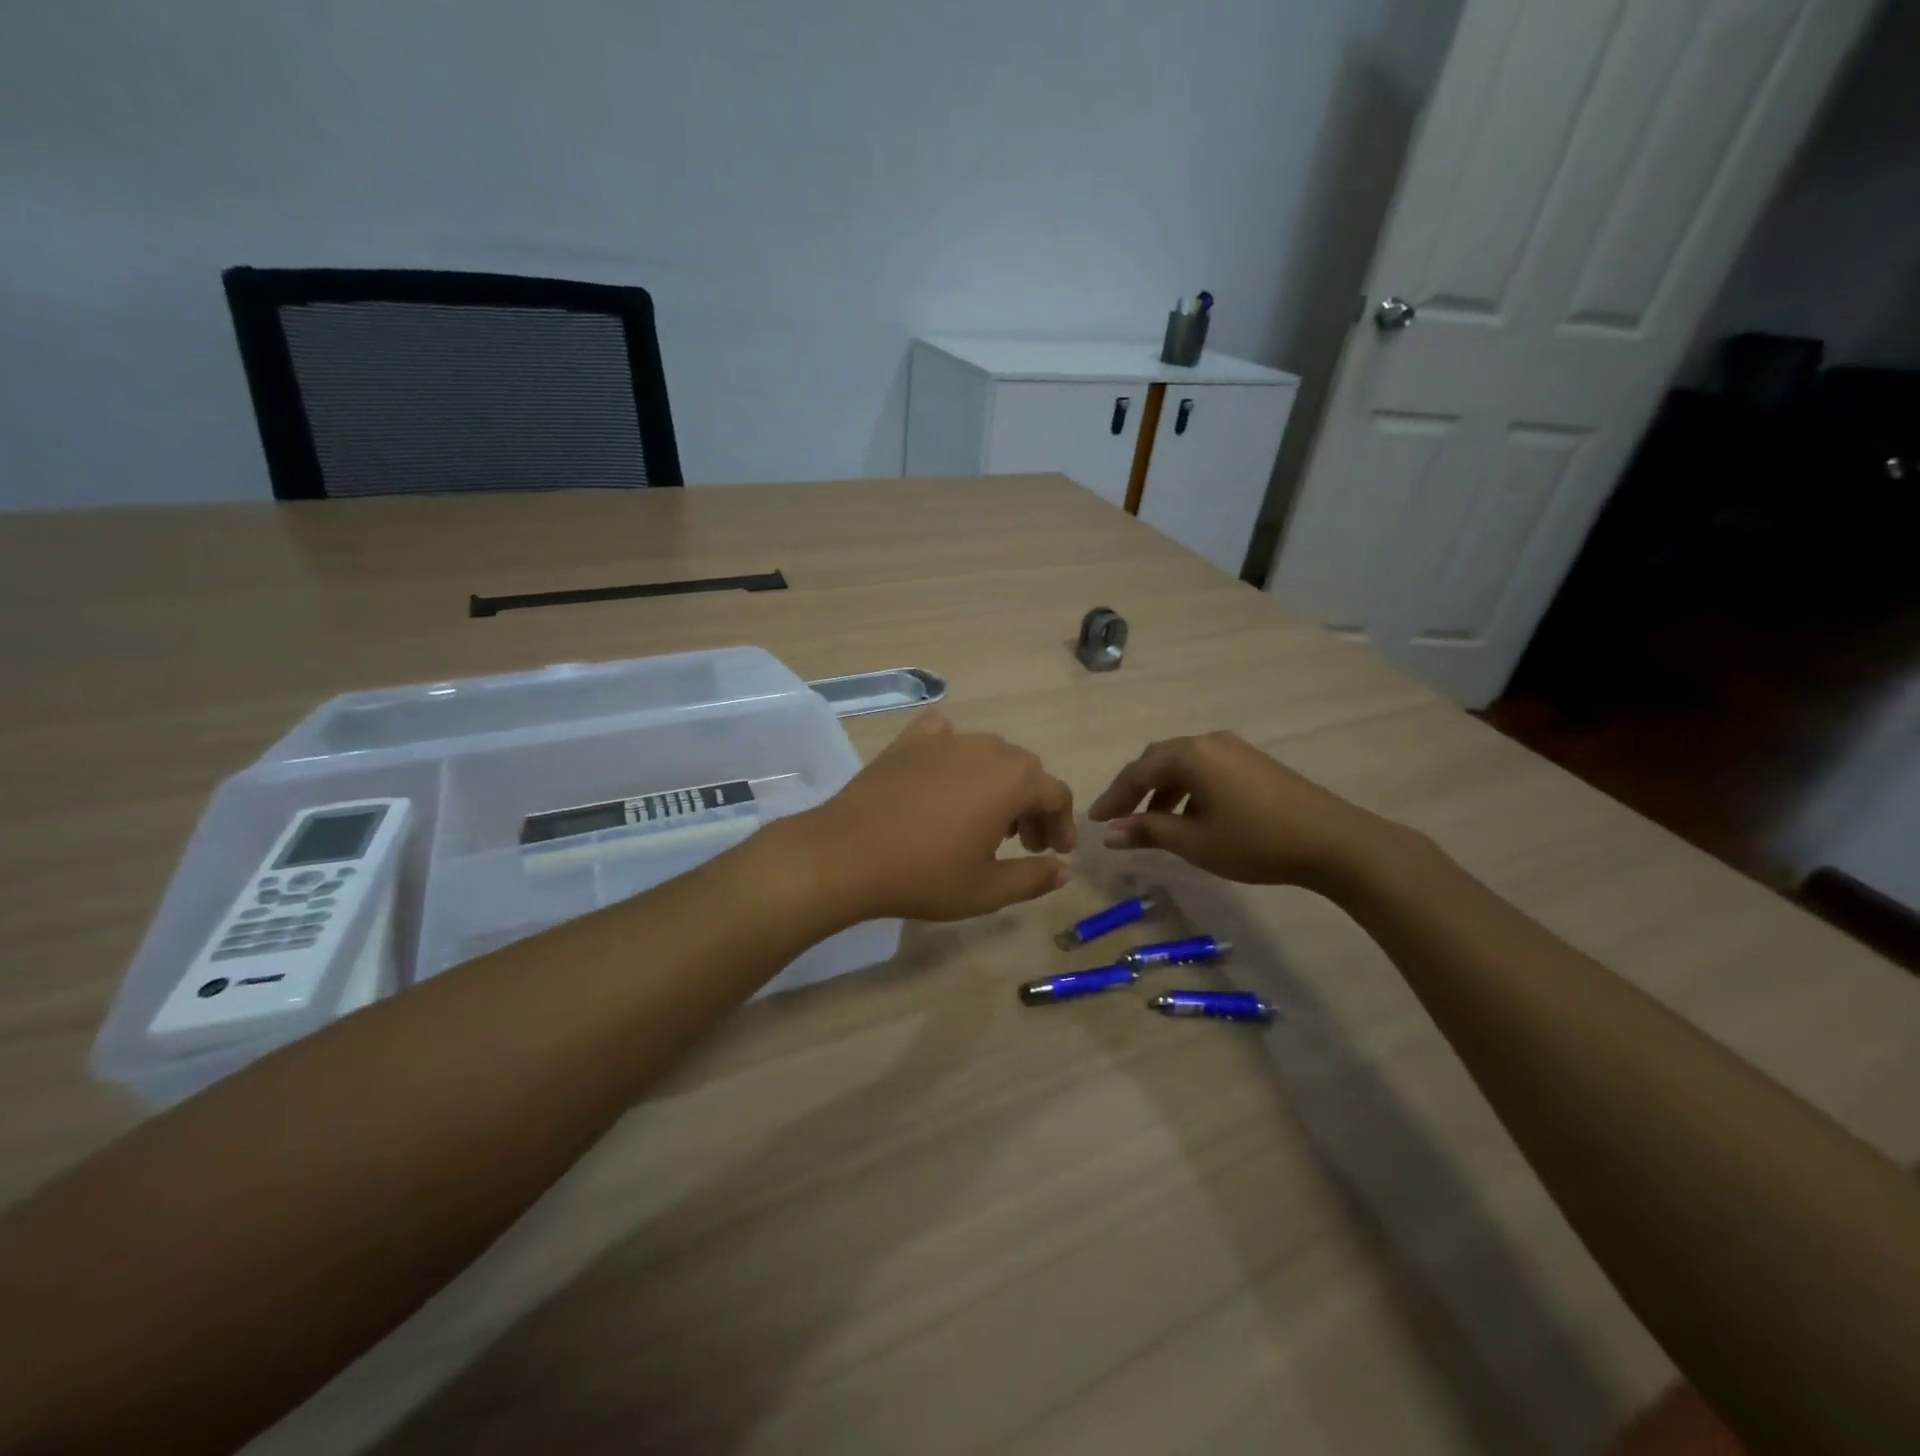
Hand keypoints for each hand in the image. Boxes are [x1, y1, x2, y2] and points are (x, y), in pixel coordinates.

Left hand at [798, 711, 1074, 921]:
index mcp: (1013, 780)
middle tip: (1024, 842)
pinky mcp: (909, 741)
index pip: (1056, 794)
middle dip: (1032, 806)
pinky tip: (945, 774)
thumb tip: (1063, 869)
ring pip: (988, 753)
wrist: (847, 854)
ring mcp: (945, 740)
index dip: (1063, 824)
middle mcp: (986, 748)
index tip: (1057, 852)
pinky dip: (954, 752)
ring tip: (985, 818)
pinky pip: (943, 735)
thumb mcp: (987, 889)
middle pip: (1025, 770)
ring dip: (998, 782)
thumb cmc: (925, 875)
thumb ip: (1033, 878)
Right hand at [1087, 731, 1390, 890]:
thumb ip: (1148, 831)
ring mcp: (1234, 749)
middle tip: (1119, 819)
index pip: (1137, 772)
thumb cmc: (1254, 841)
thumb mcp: (1194, 842)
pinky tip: (1191, 816)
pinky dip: (1188, 789)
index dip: (1113, 797)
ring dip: (1162, 791)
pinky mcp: (1253, 762)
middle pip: (1158, 761)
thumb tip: (1109, 832)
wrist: (1332, 841)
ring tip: (1153, 824)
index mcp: (1189, 755)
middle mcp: (1208, 741)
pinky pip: (1206, 769)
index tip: (1095, 821)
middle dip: (1135, 790)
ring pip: (1183, 765)